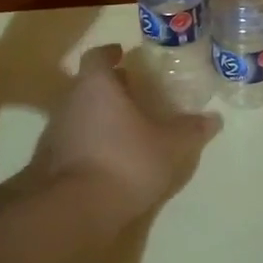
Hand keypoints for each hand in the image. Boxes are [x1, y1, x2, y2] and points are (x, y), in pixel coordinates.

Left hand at [21, 44, 219, 228]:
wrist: (74, 209)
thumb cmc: (124, 162)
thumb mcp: (169, 146)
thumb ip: (190, 130)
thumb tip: (213, 118)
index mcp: (96, 85)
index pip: (97, 56)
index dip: (110, 53)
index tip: (122, 55)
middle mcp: (70, 101)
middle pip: (87, 84)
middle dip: (109, 86)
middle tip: (133, 92)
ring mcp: (54, 131)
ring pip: (78, 112)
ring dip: (98, 115)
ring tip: (124, 127)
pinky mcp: (48, 161)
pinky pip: (72, 140)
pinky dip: (88, 141)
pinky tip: (108, 157)